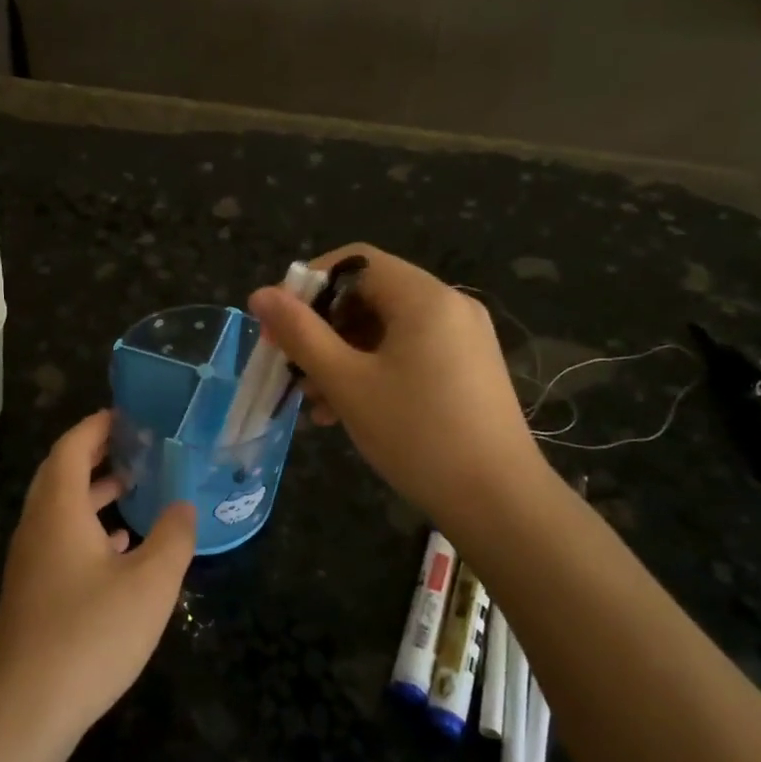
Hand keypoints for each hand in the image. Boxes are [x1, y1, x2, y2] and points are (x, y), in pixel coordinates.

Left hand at [0, 411, 196, 743]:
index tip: (127, 415)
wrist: (26, 709)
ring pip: (60, 510)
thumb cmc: (90, 634)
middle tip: (135, 445)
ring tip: (135, 487)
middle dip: (95, 454)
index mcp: (58, 510)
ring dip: (93, 492)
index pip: (71, 448)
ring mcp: (30, 562)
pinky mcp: (33, 592)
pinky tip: (120, 546)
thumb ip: (173, 537)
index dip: (96, 426)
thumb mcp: (150, 583)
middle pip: (60, 474)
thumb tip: (183, 506)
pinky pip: (60, 540)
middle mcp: (37, 527)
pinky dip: (88, 529)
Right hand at [248, 245, 552, 524]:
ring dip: (342, 356)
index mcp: (424, 297)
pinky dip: (372, 371)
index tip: (278, 324)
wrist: (499, 501)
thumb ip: (301, 334)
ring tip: (312, 400)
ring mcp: (462, 338)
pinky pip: (407, 353)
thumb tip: (260, 294)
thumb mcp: (348, 383)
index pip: (354, 261)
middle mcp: (448, 306)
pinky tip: (345, 410)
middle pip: (368, 296)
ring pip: (384, 330)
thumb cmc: (417, 434)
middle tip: (290, 367)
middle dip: (322, 329)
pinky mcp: (466, 369)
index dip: (308, 285)